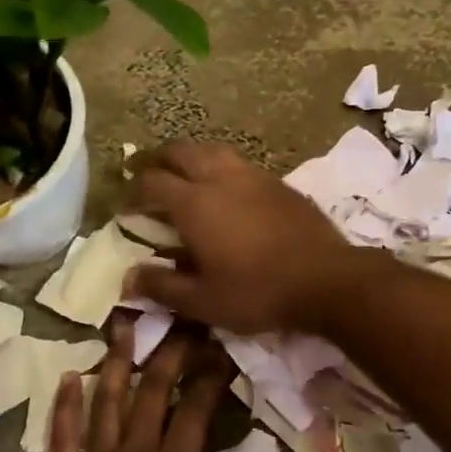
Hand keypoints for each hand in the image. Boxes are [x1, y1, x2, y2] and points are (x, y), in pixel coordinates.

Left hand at [14, 319, 267, 451]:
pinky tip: (70, 376)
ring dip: (118, 363)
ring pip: (110, 401)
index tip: (221, 351)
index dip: (209, 384)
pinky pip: (67, 431)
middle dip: (170, 358)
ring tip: (125, 327)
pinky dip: (68, 404)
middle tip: (180, 322)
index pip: (194, 418)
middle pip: (153, 396)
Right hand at [125, 141, 362, 334]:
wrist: (325, 279)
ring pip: (212, 150)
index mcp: (194, 203)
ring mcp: (253, 176)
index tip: (124, 205)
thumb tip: (128, 278)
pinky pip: (239, 163)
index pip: (152, 183)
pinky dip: (220, 166)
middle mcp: (220, 178)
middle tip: (146, 173)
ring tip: (183, 172)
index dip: (132, 191)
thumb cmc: (257, 292)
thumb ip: (162, 286)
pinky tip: (226, 187)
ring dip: (190, 156)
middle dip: (158, 160)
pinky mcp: (278, 183)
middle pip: (180, 152)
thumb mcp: (203, 301)